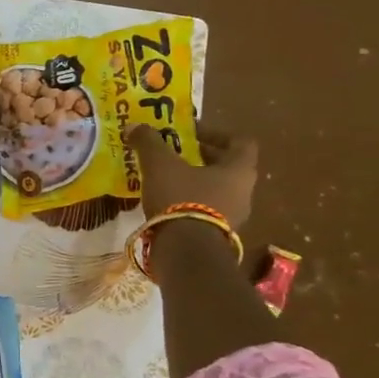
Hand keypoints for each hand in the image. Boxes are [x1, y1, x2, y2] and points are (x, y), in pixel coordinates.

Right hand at [129, 124, 258, 228]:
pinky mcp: (217, 237)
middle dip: (201, 158)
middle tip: (175, 153)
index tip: (191, 132)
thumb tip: (134, 126)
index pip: (240, 142)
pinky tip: (166, 204)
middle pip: (227, 168)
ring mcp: (234, 218)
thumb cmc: (181, 198)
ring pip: (216, 191)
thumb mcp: (160, 164)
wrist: (185, 252)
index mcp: (239, 170)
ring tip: (166, 179)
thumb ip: (149, 142)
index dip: (216, 133)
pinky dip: (190, 204)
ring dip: (195, 182)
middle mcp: (243, 193)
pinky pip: (207, 212)